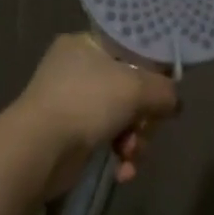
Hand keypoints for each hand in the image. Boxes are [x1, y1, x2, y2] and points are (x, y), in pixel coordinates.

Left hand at [12, 33, 178, 198]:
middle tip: (145, 128)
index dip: (152, 70)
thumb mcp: (136, 87)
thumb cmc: (87, 102)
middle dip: (144, 116)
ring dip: (135, 140)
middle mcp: (76, 68)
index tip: (165, 90)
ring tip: (131, 154)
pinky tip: (122, 170)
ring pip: (122, 117)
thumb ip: (164, 90)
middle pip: (129, 87)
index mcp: (85, 44)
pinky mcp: (71, 134)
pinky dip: (119, 155)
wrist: (40, 148)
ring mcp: (72, 102)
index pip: (129, 49)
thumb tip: (173, 101)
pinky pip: (107, 139)